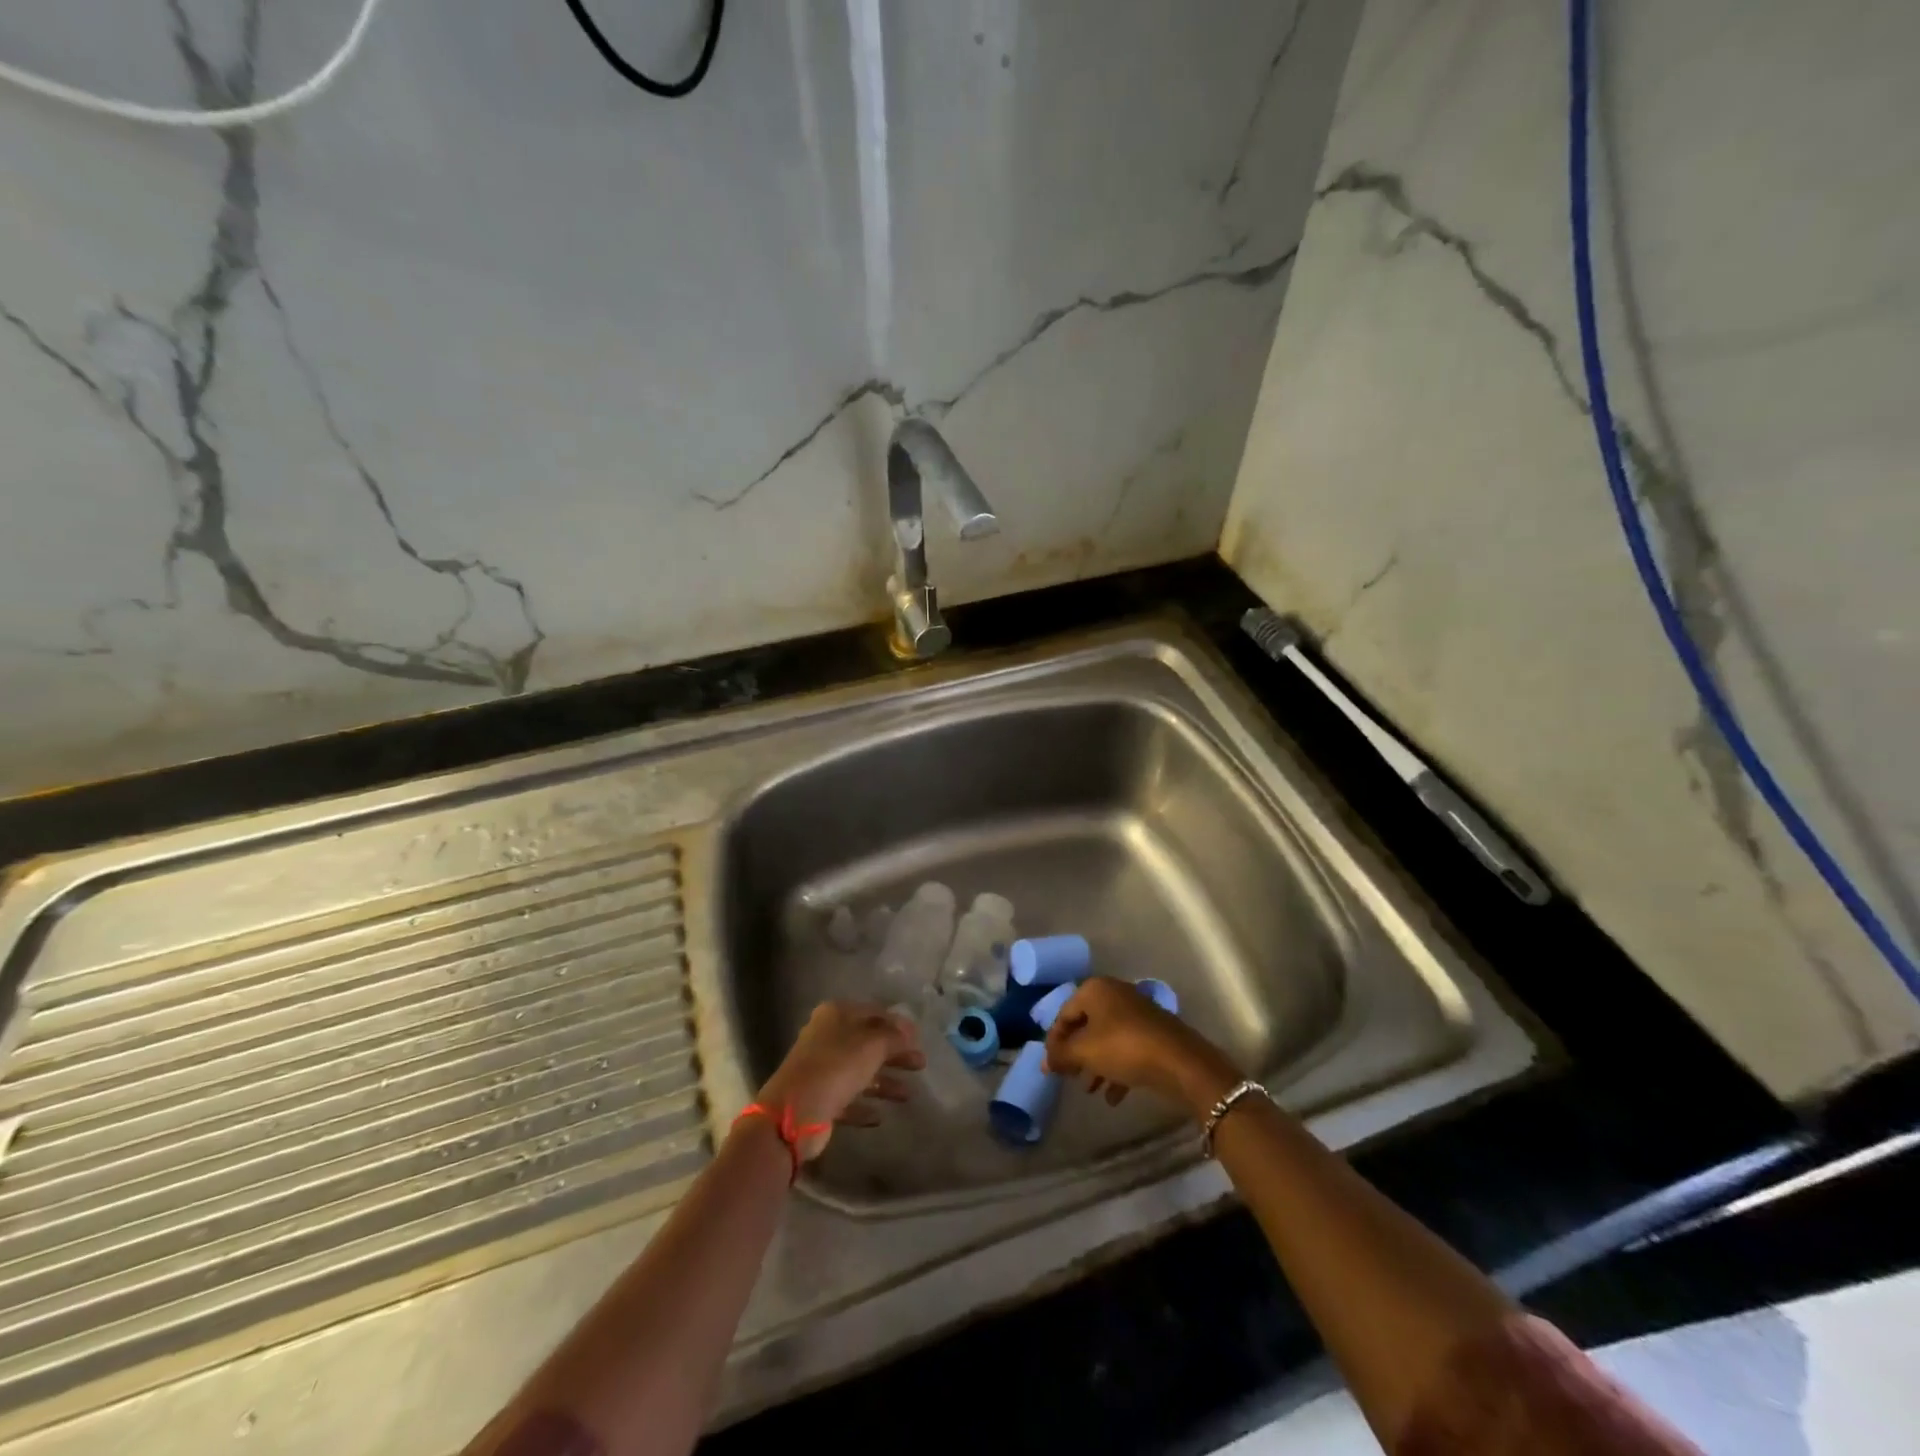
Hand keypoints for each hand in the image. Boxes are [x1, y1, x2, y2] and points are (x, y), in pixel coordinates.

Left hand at [754, 1002, 925, 1161]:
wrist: (794, 1113)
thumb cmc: (837, 1067)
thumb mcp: (873, 1045)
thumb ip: (894, 1037)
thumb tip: (909, 1033)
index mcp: (837, 1014)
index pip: (874, 1012)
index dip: (898, 1024)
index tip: (919, 1038)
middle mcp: (827, 1037)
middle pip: (868, 1043)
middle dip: (895, 1054)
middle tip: (920, 1065)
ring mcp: (821, 1069)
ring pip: (860, 1071)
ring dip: (884, 1082)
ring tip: (909, 1095)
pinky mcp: (819, 1098)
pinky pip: (848, 1099)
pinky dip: (864, 1105)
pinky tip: (880, 1116)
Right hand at [1043, 977, 1238, 1117]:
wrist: (1181, 1062)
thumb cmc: (1124, 1048)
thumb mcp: (1085, 1051)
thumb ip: (1061, 1055)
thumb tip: (1045, 1061)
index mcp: (1095, 989)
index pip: (1064, 1014)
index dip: (1053, 1041)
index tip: (1049, 1067)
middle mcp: (1115, 994)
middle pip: (1086, 1026)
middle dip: (1076, 1054)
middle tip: (1068, 1077)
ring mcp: (1136, 1013)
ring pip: (1106, 1039)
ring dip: (1095, 1065)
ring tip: (1090, 1090)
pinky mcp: (1153, 1033)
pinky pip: (1126, 1049)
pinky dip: (1116, 1069)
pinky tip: (1112, 1096)